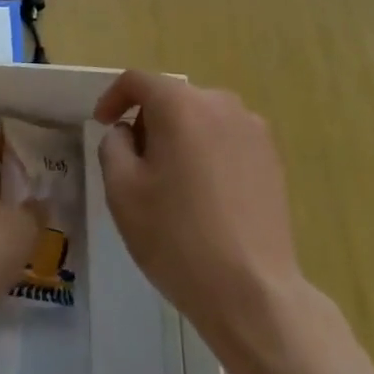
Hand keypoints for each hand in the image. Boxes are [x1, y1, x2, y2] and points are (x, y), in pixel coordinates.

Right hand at [94, 72, 303, 349]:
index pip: (137, 81)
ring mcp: (252, 128)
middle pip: (171, 98)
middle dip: (147, 122)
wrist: (253, 293)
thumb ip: (113, 145)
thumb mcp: (122, 191)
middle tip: (136, 166)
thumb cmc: (178, 238)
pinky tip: (206, 196)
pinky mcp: (272, 157)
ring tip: (172, 185)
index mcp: (180, 104)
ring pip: (201, 118)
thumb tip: (127, 132)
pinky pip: (227, 139)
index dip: (113, 98)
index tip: (101, 124)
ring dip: (180, 138)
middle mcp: (219, 103)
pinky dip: (208, 153)